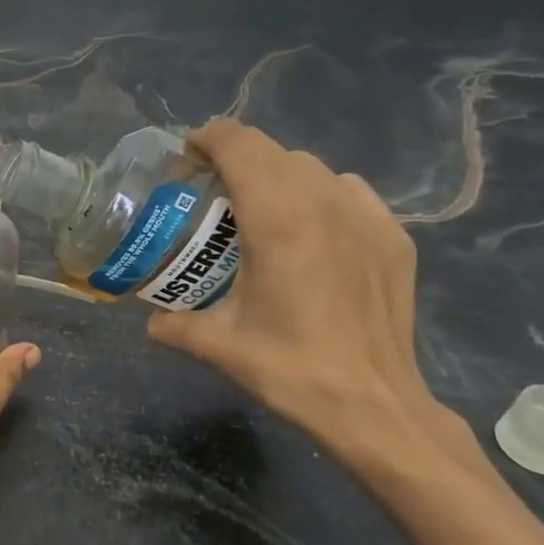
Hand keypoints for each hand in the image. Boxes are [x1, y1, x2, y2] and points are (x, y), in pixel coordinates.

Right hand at [146, 120, 463, 476]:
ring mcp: (365, 216)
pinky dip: (319, 194)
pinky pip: (347, 190)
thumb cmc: (289, 368)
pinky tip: (311, 231)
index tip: (187, 159)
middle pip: (272, 151)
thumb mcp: (217, 344)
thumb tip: (151, 319)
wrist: (373, 406)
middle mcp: (323, 202)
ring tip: (260, 211)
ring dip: (277, 176)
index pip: (239, 143)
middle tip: (213, 192)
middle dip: (236, 159)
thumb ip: (173, 323)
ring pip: (311, 167)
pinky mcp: (393, 236)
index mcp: (276, 218)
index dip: (207, 138)